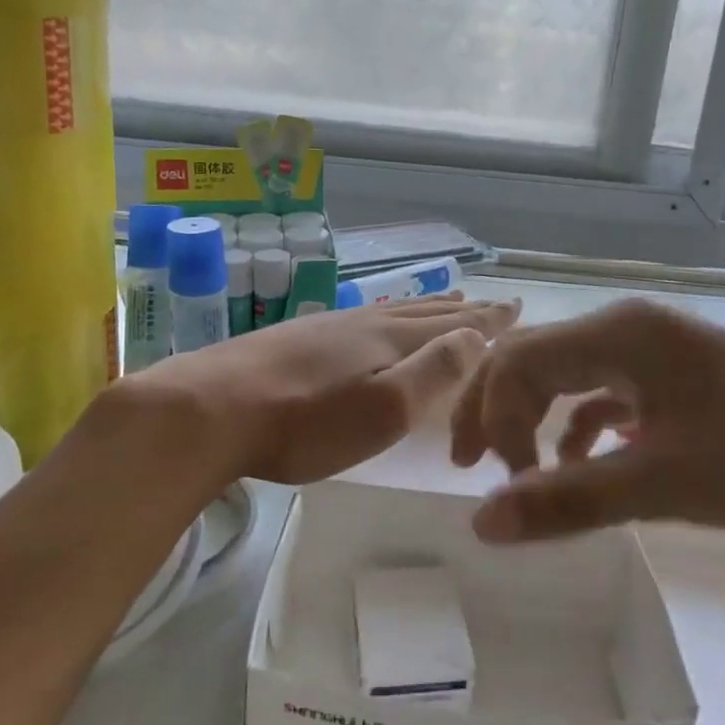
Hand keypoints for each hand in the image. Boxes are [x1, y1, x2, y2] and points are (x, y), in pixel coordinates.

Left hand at [127, 292, 520, 485]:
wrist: (209, 410)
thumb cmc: (305, 423)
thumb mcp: (383, 407)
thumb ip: (433, 370)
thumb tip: (475, 338)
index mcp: (389, 339)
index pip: (452, 324)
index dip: (486, 320)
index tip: (515, 307)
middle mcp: (362, 323)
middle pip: (424, 311)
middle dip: (463, 310)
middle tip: (491, 303)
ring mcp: (325, 327)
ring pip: (390, 311)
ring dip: (426, 308)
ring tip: (446, 301)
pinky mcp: (294, 338)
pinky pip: (360, 318)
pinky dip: (386, 315)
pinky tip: (372, 321)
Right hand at [450, 297, 724, 542]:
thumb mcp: (661, 484)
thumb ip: (568, 500)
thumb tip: (481, 523)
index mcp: (618, 334)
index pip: (517, 360)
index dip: (492, 418)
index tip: (499, 485)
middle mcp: (626, 327)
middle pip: (533, 358)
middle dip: (497, 410)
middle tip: (473, 469)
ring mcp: (653, 348)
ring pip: (566, 374)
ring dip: (534, 417)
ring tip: (518, 471)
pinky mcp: (675, 375)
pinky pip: (604, 390)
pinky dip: (580, 424)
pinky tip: (582, 461)